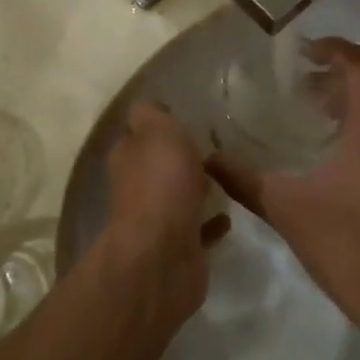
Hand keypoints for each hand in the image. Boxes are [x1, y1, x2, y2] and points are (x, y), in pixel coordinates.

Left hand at [99, 101, 227, 321]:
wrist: (164, 253)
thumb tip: (147, 106)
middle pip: (157, 167)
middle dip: (178, 159)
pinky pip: (198, 229)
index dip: (157, 125)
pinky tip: (230, 216)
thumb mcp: (157, 131)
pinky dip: (211, 223)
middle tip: (212, 146)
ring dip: (195, 189)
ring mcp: (158, 221)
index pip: (138, 134)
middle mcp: (137, 188)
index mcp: (129, 157)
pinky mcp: (180, 248)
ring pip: (177, 197)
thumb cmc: (162, 182)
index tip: (184, 117)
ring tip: (225, 176)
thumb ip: (152, 115)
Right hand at [207, 39, 359, 335]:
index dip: (333, 48)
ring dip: (356, 107)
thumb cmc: (346, 243)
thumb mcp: (285, 208)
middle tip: (301, 91)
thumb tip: (206, 159)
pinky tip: (343, 161)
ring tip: (319, 121)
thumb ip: (243, 179)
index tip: (304, 52)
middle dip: (337, 81)